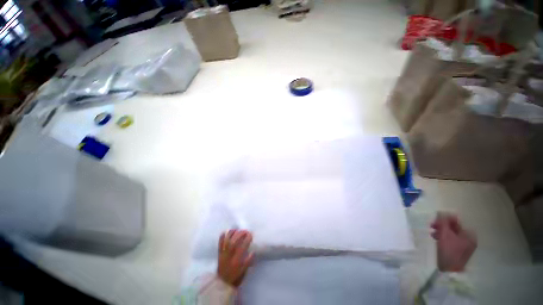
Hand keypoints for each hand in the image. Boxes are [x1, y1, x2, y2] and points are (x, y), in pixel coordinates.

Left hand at [217, 229, 254, 287]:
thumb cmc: (235, 277)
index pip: (242, 247)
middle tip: (245, 231)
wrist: (222, 284)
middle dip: (240, 234)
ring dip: (231, 234)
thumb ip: (248, 262)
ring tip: (236, 229)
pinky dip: (221, 237)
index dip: (247, 239)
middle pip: (234, 242)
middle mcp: (229, 256)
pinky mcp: (219, 254)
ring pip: (226, 242)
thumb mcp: (244, 272)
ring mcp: (223, 254)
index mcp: (236, 261)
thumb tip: (253, 252)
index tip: (251, 235)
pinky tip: (225, 232)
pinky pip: (219, 244)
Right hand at [431, 212, 476, 272]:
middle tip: (432, 226)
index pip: (457, 221)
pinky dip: (443, 238)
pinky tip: (436, 239)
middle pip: (454, 227)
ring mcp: (464, 245)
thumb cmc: (449, 250)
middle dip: (442, 226)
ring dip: (441, 231)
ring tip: (432, 233)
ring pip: (451, 233)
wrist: (450, 270)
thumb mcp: (445, 234)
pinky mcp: (459, 250)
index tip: (435, 220)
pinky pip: (451, 239)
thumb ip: (443, 222)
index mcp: (469, 234)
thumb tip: (440, 212)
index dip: (445, 219)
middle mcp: (469, 238)